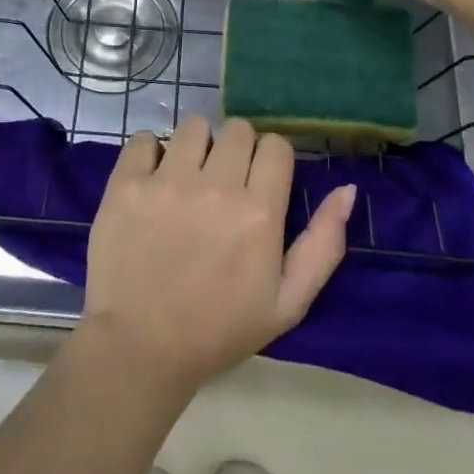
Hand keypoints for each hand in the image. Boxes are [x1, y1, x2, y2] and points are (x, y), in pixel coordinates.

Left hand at [80, 116, 354, 396]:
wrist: (140, 348)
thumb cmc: (218, 330)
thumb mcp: (287, 303)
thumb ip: (323, 244)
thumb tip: (347, 190)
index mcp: (259, 213)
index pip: (275, 145)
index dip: (270, 159)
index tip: (259, 181)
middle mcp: (216, 186)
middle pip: (237, 129)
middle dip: (236, 149)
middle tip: (223, 181)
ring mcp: (167, 181)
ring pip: (193, 125)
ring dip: (196, 146)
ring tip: (187, 177)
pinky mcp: (126, 183)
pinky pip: (145, 139)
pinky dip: (151, 152)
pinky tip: (151, 179)